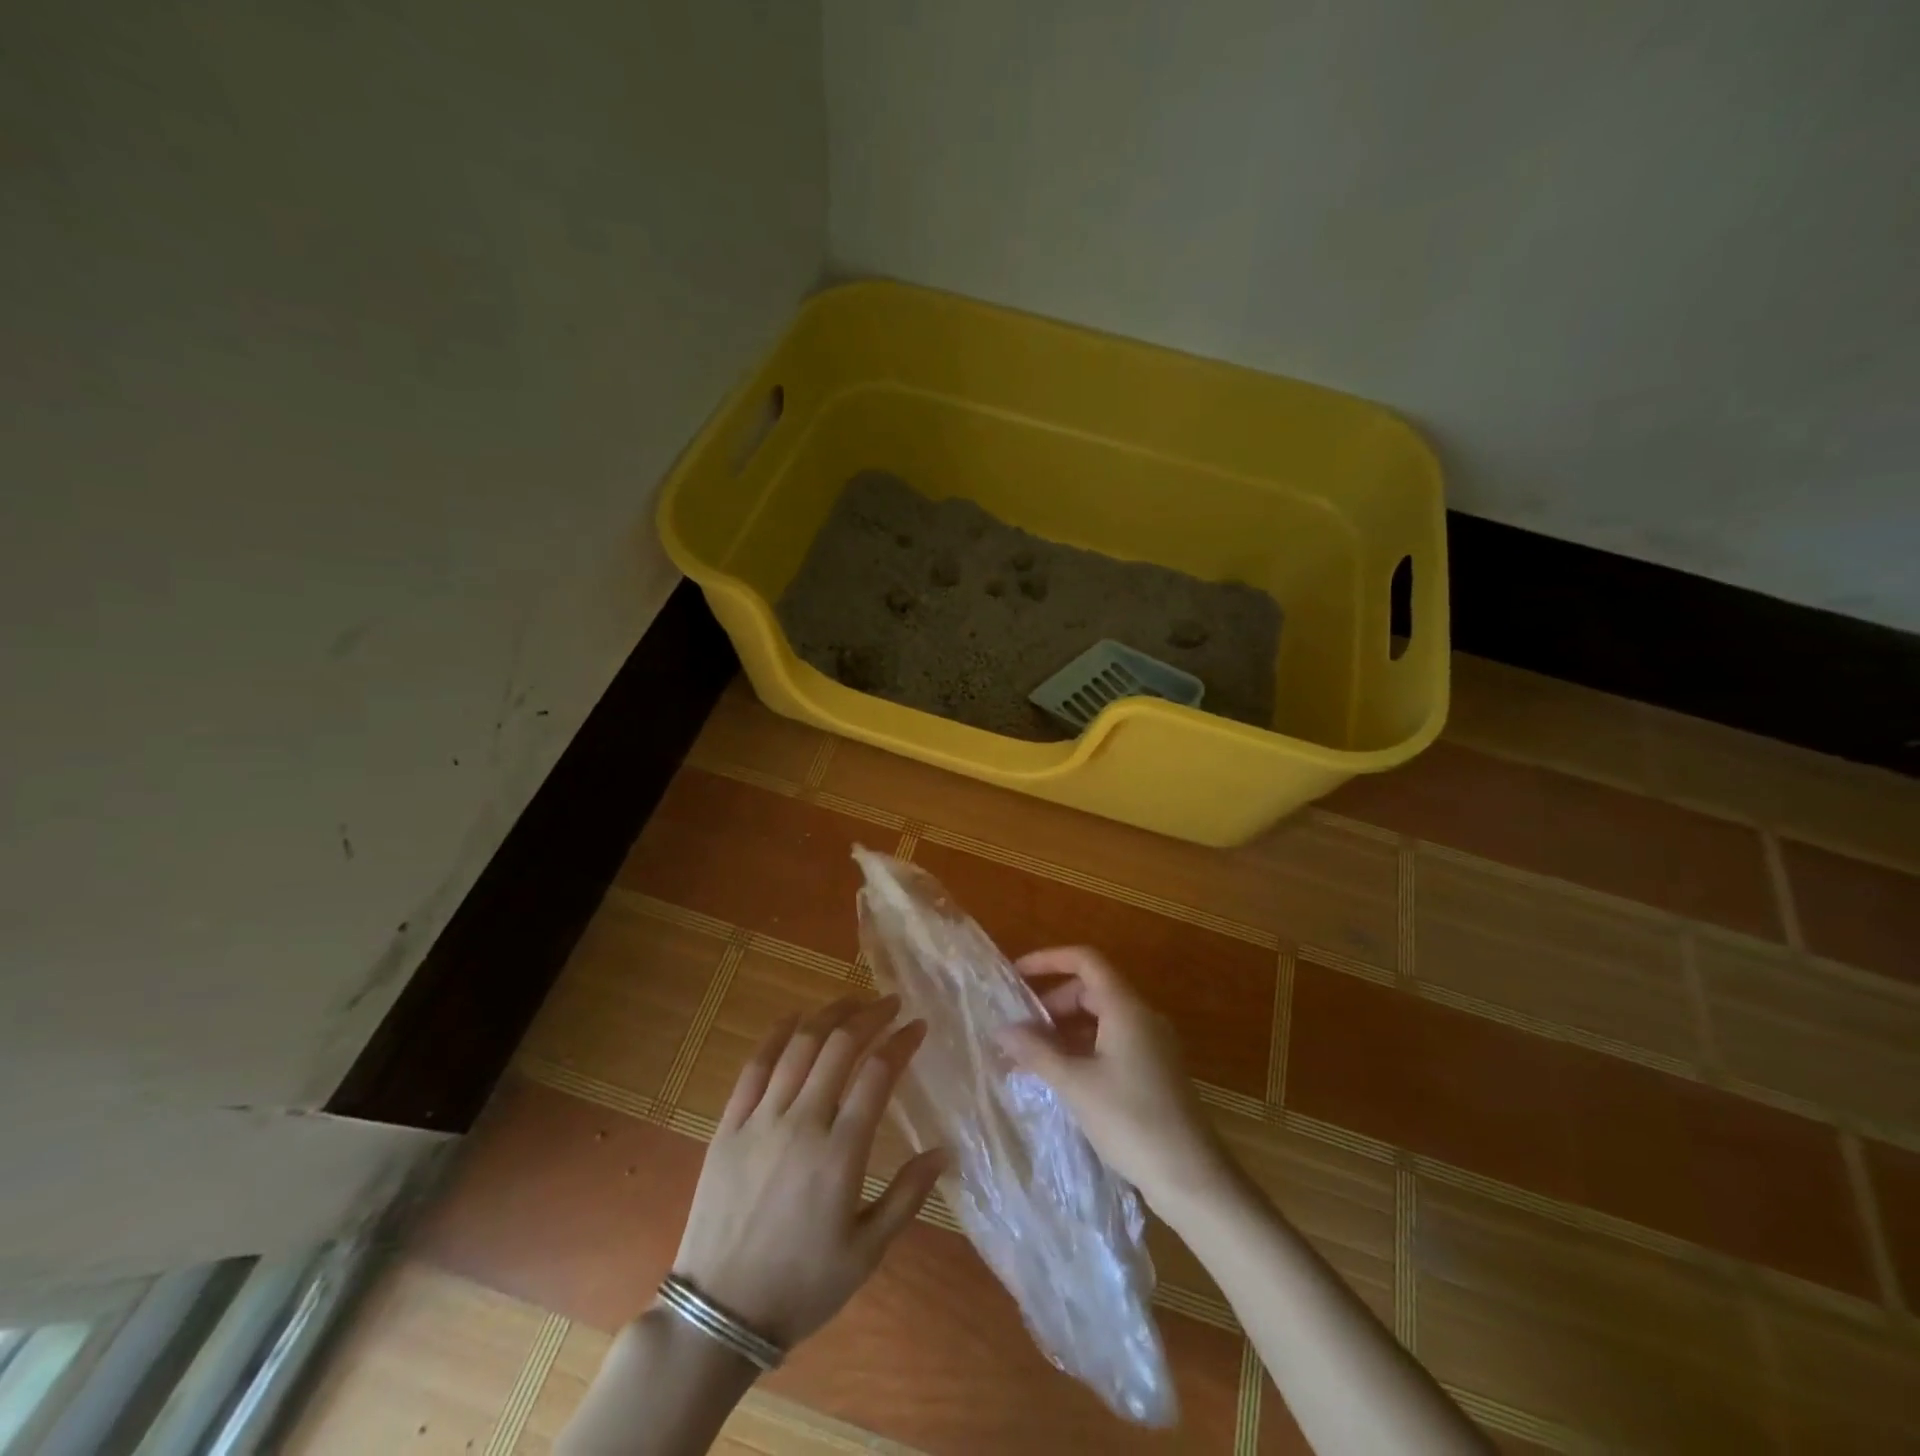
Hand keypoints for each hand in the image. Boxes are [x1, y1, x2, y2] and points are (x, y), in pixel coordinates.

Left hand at [671, 994, 945, 1349]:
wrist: (718, 1313)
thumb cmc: (801, 1286)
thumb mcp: (867, 1252)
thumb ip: (907, 1196)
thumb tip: (945, 1151)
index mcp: (840, 1153)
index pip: (878, 1074)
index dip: (901, 1041)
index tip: (917, 1025)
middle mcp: (802, 1123)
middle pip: (840, 1047)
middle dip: (870, 1016)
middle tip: (889, 1004)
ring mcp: (761, 1119)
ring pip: (799, 1046)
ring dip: (829, 1015)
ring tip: (851, 1001)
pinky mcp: (730, 1124)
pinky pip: (755, 1066)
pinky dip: (777, 1034)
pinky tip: (794, 1018)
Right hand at [997, 948, 1228, 1207]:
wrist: (1192, 1178)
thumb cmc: (1131, 1121)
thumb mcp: (1076, 1085)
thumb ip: (1037, 1052)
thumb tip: (1002, 1029)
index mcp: (1126, 1008)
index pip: (1086, 961)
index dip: (1049, 960)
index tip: (1017, 975)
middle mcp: (1142, 1017)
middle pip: (1092, 989)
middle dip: (1053, 1002)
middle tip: (1022, 1028)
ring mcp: (1152, 1044)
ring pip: (1102, 1018)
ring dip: (1066, 1029)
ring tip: (1034, 1055)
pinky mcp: (1155, 1070)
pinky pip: (1112, 1042)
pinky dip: (1084, 1048)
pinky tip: (1062, 1076)